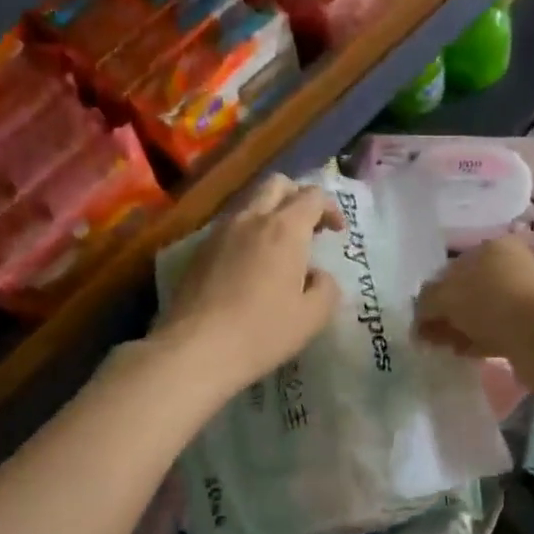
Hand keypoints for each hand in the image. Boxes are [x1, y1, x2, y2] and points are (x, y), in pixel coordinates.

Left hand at [155, 175, 346, 396]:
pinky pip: (230, 226)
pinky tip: (250, 265)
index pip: (313, 196)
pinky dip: (248, 232)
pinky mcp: (199, 250)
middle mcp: (251, 218)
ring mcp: (220, 231)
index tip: (337, 232)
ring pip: (250, 203)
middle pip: (277, 184)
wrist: (196, 349)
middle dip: (298, 197)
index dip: (331, 208)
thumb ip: (326, 288)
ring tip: (279, 248)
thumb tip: (317, 275)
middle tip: (309, 227)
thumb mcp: (312, 317)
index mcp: (285, 229)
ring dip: (270, 213)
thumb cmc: (262, 332)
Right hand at [413, 236, 533, 365]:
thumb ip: (426, 303)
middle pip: (467, 291)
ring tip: (444, 347)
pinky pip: (495, 331)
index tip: (420, 318)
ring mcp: (522, 296)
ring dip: (461, 329)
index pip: (452, 268)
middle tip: (429, 336)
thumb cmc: (489, 302)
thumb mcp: (445, 296)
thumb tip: (420, 316)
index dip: (432, 293)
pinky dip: (478, 340)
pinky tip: (465, 353)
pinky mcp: (530, 325)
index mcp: (490, 248)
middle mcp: (509, 266)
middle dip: (446, 313)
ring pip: (480, 313)